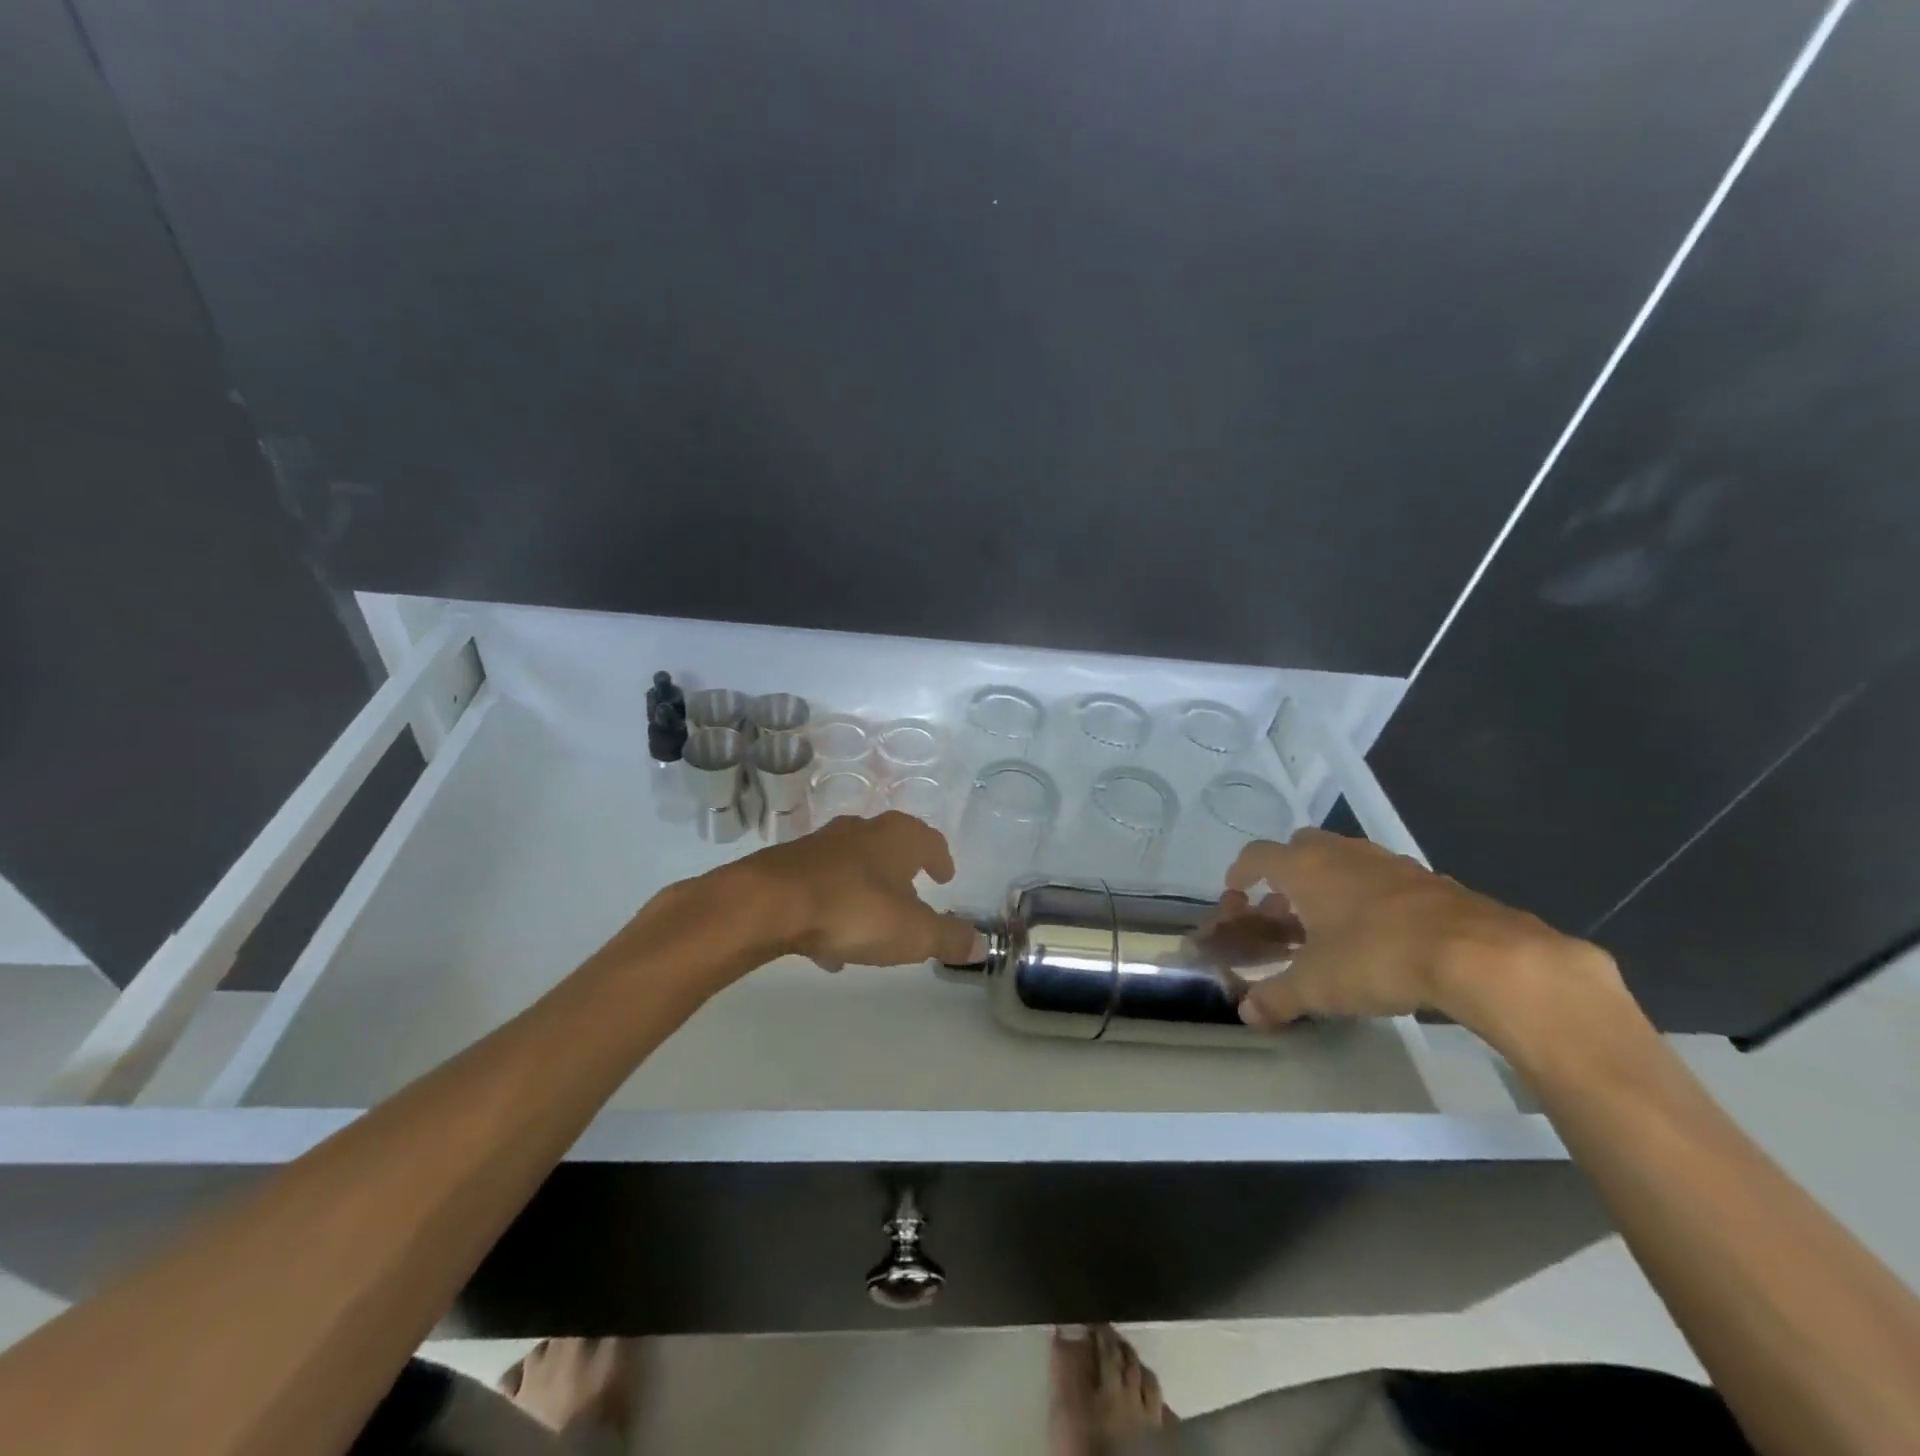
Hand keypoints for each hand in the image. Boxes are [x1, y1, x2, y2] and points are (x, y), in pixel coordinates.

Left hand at [730, 811, 980, 970]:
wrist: (768, 904)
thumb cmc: (854, 910)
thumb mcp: (913, 933)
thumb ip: (948, 938)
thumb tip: (981, 942)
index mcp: (897, 838)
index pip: (929, 840)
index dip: (940, 858)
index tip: (944, 876)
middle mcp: (861, 832)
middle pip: (889, 846)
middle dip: (901, 870)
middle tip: (911, 893)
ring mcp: (821, 846)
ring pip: (853, 866)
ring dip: (865, 890)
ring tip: (871, 926)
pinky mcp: (788, 866)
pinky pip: (822, 886)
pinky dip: (833, 907)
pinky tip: (828, 944)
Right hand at [1203, 829, 1621, 1045]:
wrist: (1477, 954)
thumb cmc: (1376, 957)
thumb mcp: (1317, 986)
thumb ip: (1277, 997)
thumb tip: (1246, 1013)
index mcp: (1305, 867)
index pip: (1257, 856)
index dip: (1240, 874)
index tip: (1236, 896)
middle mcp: (1341, 853)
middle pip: (1299, 848)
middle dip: (1285, 875)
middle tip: (1283, 912)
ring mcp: (1387, 862)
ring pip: (1343, 861)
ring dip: (1327, 885)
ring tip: (1328, 926)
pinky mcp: (1427, 879)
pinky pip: (1380, 878)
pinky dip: (1367, 896)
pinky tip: (1377, 934)